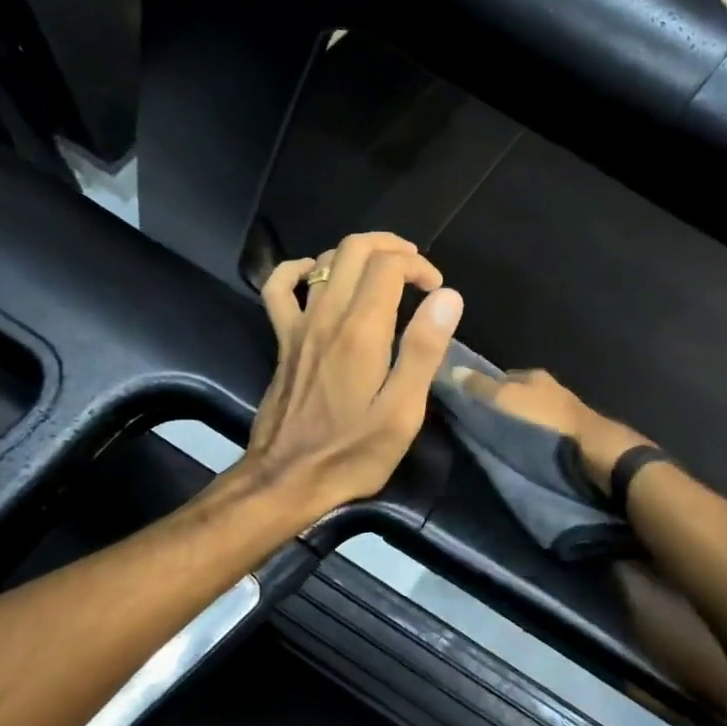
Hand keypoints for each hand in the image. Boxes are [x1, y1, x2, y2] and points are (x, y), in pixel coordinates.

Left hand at [239, 232, 462, 517]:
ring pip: (324, 261)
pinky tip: (317, 275)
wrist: (288, 478)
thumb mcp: (402, 411)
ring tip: (384, 273)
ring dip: (358, 254)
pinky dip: (298, 270)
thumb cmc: (353, 451)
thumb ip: (424, 350)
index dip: (419, 267)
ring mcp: (299, 325)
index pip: (390, 266)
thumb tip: (448, 297)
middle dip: (392, 248)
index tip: (438, 292)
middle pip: (355, 249)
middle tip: (418, 271)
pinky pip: (278, 287)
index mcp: (362, 331)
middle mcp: (327, 316)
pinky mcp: (283, 339)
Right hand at [451, 367, 648, 491]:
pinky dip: (533, 438)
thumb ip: (479, 387)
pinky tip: (524, 450)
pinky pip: (544, 432)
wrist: (593, 451)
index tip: (467, 401)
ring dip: (519, 423)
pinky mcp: (574, 435)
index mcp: (534, 376)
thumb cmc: (545, 422)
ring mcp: (565, 413)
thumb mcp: (506, 400)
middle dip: (502, 405)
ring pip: (532, 413)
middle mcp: (551, 389)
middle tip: (481, 423)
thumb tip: (452, 369)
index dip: (483, 387)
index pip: (502, 376)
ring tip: (499, 440)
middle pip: (518, 395)